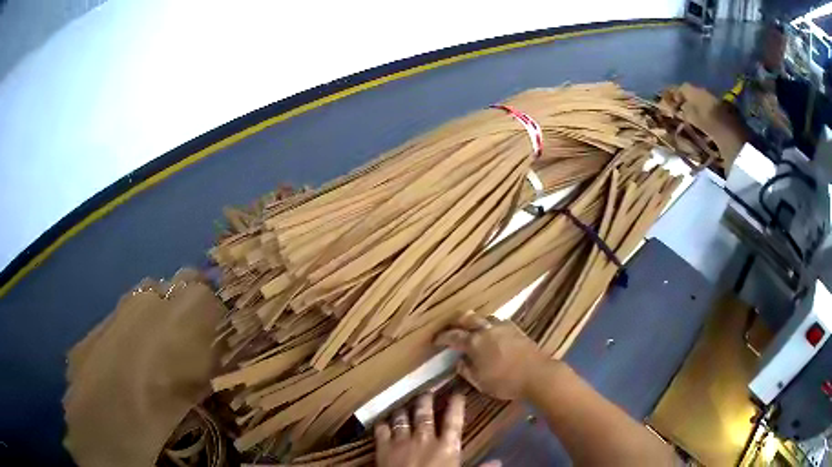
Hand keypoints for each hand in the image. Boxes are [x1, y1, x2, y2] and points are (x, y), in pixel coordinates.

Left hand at [374, 393, 463, 466]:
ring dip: (403, 409)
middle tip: (427, 392)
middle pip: (424, 413)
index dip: (456, 404)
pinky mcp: (383, 447)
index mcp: (447, 446)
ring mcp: (402, 441)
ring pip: (402, 417)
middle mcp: (424, 438)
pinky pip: (381, 429)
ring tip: (404, 404)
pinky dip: (382, 423)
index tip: (457, 393)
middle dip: (426, 400)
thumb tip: (498, 462)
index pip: (454, 420)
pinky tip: (383, 421)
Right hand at [435, 311, 548, 399]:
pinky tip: (491, 332)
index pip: (452, 336)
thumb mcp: (480, 382)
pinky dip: (489, 325)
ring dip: (474, 321)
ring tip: (471, 329)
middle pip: (467, 318)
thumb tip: (459, 361)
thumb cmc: (505, 382)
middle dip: (456, 322)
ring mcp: (502, 327)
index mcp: (474, 343)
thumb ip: (466, 370)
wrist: (537, 374)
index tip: (435, 340)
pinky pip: (497, 321)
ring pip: (483, 317)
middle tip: (450, 329)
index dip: (442, 337)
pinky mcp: (515, 328)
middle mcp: (486, 330)